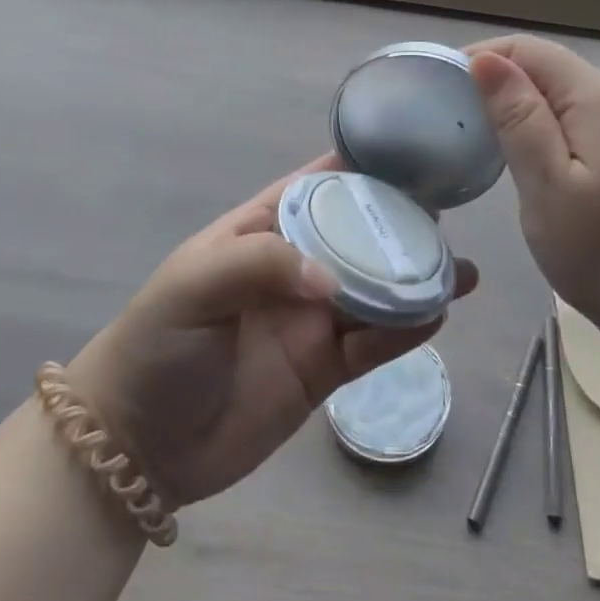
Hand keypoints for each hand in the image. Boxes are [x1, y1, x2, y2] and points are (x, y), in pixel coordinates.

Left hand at [66, 153, 478, 508]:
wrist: (139, 443)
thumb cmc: (158, 344)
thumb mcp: (194, 284)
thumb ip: (262, 263)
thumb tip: (333, 279)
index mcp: (260, 232)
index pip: (317, 188)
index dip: (358, 170)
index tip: (409, 157)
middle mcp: (293, 269)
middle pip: (357, 237)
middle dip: (399, 225)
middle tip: (448, 217)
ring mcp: (311, 320)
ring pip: (374, 291)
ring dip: (413, 279)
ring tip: (460, 270)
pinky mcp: (323, 370)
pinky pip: (372, 344)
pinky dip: (404, 330)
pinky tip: (435, 314)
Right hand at [467, 35, 599, 364]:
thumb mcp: (546, 184)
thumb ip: (517, 117)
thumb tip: (484, 59)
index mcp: (597, 97)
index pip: (528, 49)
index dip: (482, 57)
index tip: (440, 87)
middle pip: (545, 65)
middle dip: (495, 77)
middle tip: (450, 112)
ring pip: (559, 90)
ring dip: (515, 100)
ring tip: (473, 129)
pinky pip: (574, 115)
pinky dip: (540, 121)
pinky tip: (518, 149)